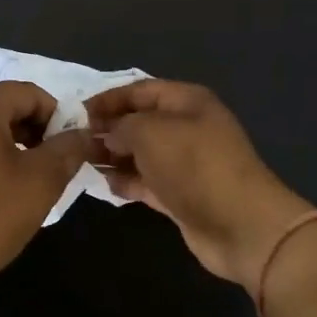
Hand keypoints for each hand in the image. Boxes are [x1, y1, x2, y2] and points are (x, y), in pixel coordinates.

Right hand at [85, 79, 316, 299]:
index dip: (108, 99)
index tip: (77, 113)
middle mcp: (187, 127)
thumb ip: (120, 126)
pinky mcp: (182, 195)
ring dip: (114, 156)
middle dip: (108, 129)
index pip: (139, 90)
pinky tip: (106, 184)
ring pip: (141, 153)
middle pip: (140, 121)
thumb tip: (106, 134)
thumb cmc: (194, 165)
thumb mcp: (150, 132)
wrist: (241, 225)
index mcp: (186, 101)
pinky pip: (147, 181)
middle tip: (76, 141)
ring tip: (84, 162)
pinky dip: (127, 181)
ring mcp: (185, 163)